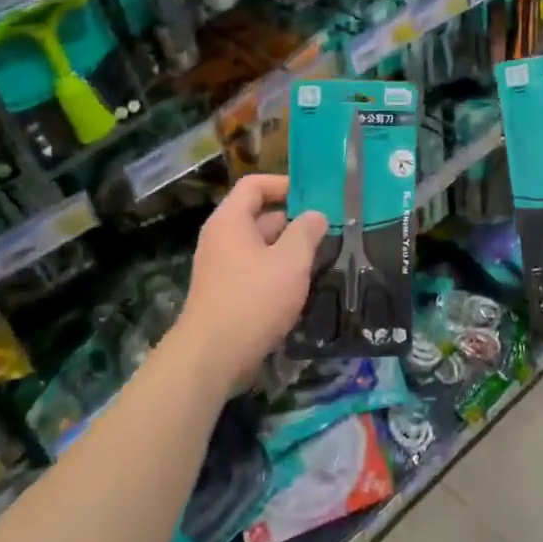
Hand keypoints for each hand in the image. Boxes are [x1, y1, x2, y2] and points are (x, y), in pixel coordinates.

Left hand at [170, 175, 326, 394]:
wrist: (213, 356)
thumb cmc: (253, 299)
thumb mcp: (290, 261)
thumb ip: (306, 232)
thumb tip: (316, 215)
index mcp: (231, 221)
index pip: (254, 185)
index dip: (284, 185)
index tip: (314, 197)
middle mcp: (222, 239)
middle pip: (260, 216)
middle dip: (294, 222)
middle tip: (329, 231)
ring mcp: (222, 268)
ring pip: (262, 248)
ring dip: (290, 251)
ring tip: (323, 259)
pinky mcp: (227, 295)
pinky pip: (256, 272)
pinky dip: (278, 274)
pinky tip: (302, 288)